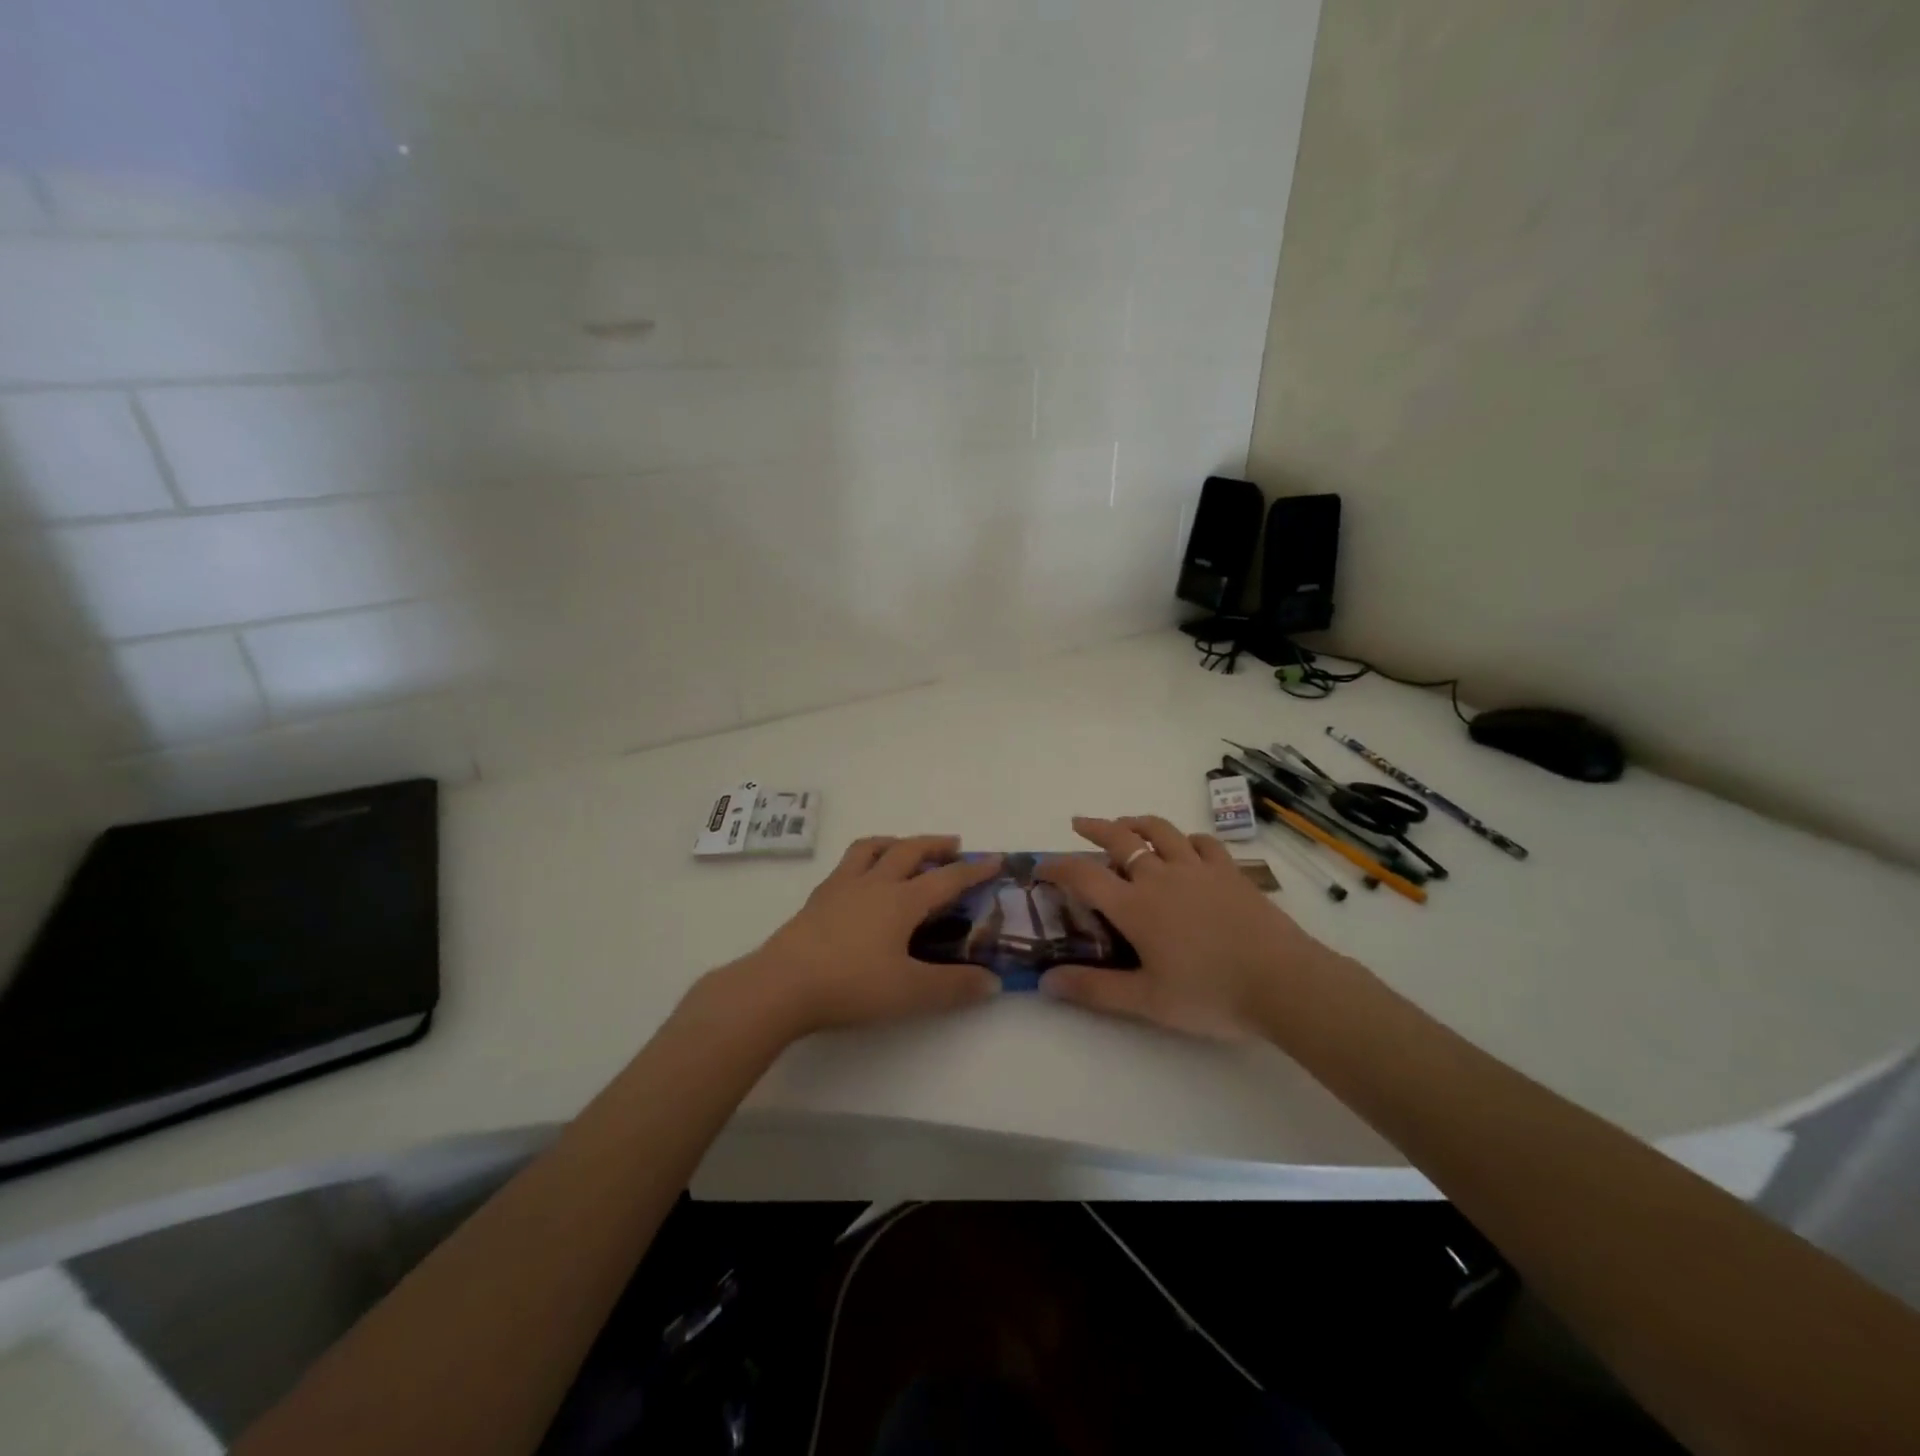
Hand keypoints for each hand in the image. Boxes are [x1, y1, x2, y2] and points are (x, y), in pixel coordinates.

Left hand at [703, 836, 1003, 1038]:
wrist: (782, 984)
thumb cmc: (851, 985)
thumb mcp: (910, 992)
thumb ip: (954, 987)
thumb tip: (993, 982)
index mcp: (902, 901)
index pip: (947, 878)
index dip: (974, 869)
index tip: (995, 859)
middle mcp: (874, 883)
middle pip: (910, 850)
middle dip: (936, 845)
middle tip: (954, 845)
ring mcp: (842, 887)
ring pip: (872, 848)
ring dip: (896, 842)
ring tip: (905, 848)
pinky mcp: (818, 898)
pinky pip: (847, 864)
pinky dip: (865, 859)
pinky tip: (862, 879)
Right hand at [1037, 815, 1337, 1039]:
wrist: (1283, 982)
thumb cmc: (1210, 994)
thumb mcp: (1146, 1001)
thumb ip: (1094, 989)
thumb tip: (1045, 982)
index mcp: (1135, 905)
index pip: (1083, 876)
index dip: (1057, 867)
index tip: (1040, 867)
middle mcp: (1161, 877)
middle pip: (1120, 840)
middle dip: (1095, 829)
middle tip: (1078, 824)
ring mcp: (1198, 869)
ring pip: (1161, 831)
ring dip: (1137, 823)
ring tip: (1126, 824)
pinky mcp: (1230, 872)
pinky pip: (1203, 843)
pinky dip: (1186, 839)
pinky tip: (1185, 846)